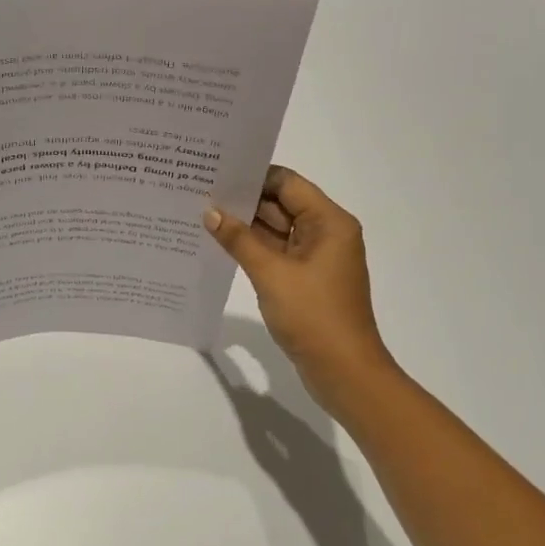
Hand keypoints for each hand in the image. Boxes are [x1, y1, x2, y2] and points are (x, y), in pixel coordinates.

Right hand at [206, 166, 395, 412]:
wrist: (344, 371)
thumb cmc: (313, 315)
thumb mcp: (271, 273)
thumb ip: (238, 239)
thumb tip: (210, 212)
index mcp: (329, 222)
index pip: (287, 183)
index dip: (253, 176)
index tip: (216, 173)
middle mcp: (326, 233)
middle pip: (281, 204)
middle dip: (244, 200)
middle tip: (200, 192)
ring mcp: (316, 258)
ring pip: (276, 230)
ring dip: (245, 226)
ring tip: (203, 215)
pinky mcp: (307, 279)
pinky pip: (277, 252)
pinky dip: (253, 248)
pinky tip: (221, 245)